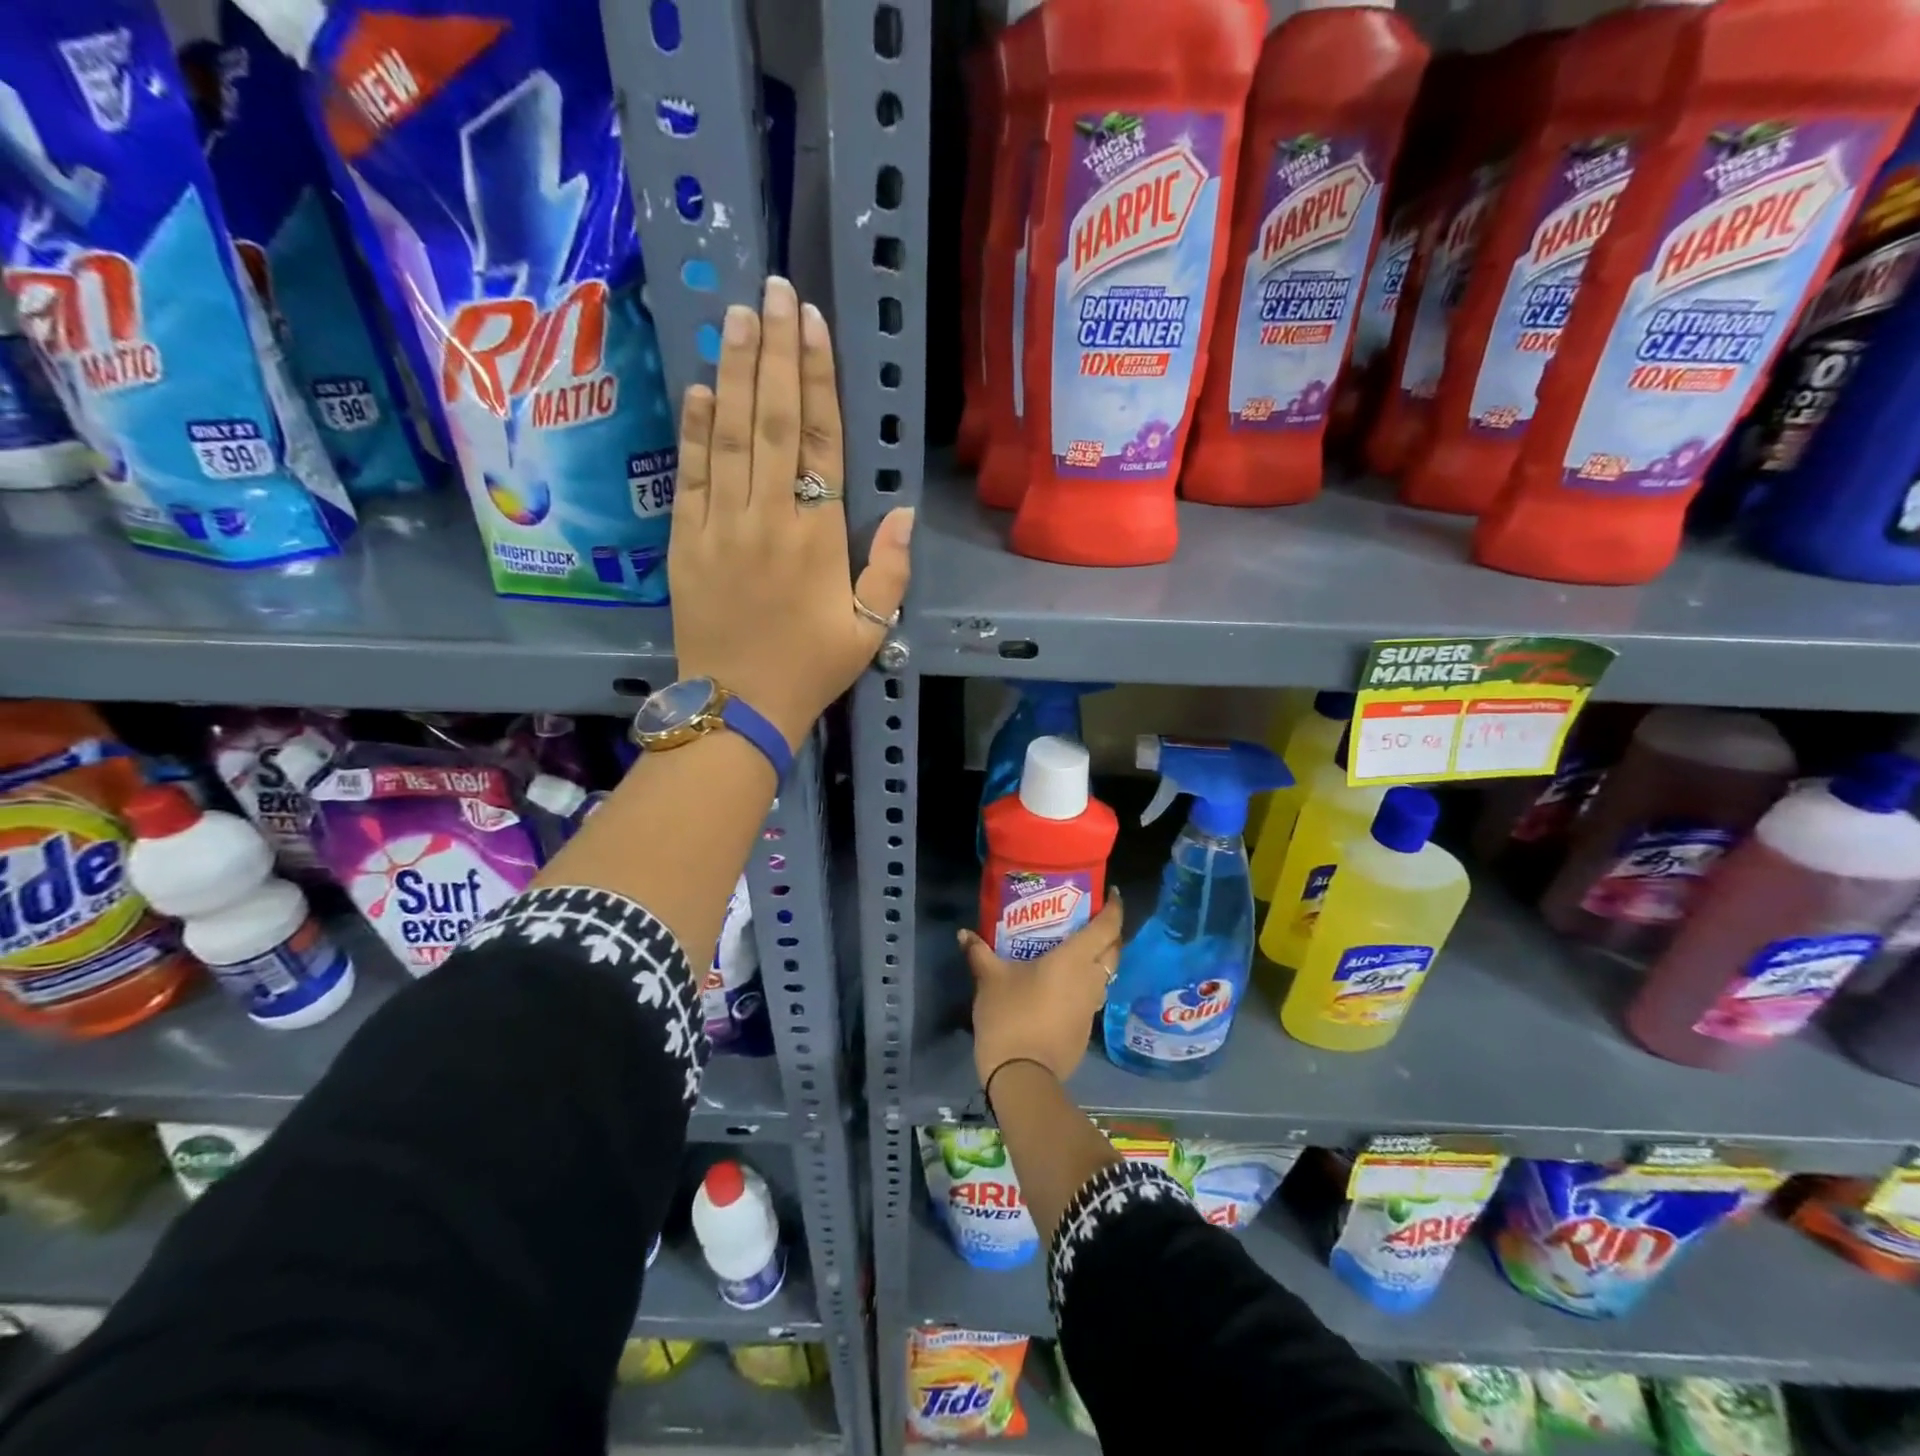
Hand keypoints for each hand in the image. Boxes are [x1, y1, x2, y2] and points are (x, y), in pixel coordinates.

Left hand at [669, 276, 914, 747]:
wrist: (738, 706)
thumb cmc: (811, 669)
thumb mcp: (868, 629)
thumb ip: (888, 569)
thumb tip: (902, 511)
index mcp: (817, 537)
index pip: (819, 441)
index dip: (816, 378)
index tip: (810, 322)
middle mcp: (767, 517)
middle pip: (771, 421)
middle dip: (773, 352)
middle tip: (771, 289)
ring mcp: (719, 526)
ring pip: (728, 436)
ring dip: (732, 373)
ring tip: (735, 317)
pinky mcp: (684, 541)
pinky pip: (689, 475)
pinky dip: (693, 430)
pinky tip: (699, 388)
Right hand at [961, 894, 1123, 1088]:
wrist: (1022, 1076)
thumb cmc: (1010, 1016)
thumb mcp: (990, 980)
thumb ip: (979, 953)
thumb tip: (964, 933)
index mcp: (1075, 959)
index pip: (1107, 927)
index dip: (1114, 908)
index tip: (1110, 893)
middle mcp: (1091, 979)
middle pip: (1114, 949)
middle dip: (1109, 931)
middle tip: (1090, 919)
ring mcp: (1091, 1007)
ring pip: (1106, 974)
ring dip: (1099, 959)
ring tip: (1077, 948)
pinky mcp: (1086, 1029)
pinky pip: (1092, 995)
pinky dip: (1086, 983)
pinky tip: (1065, 984)